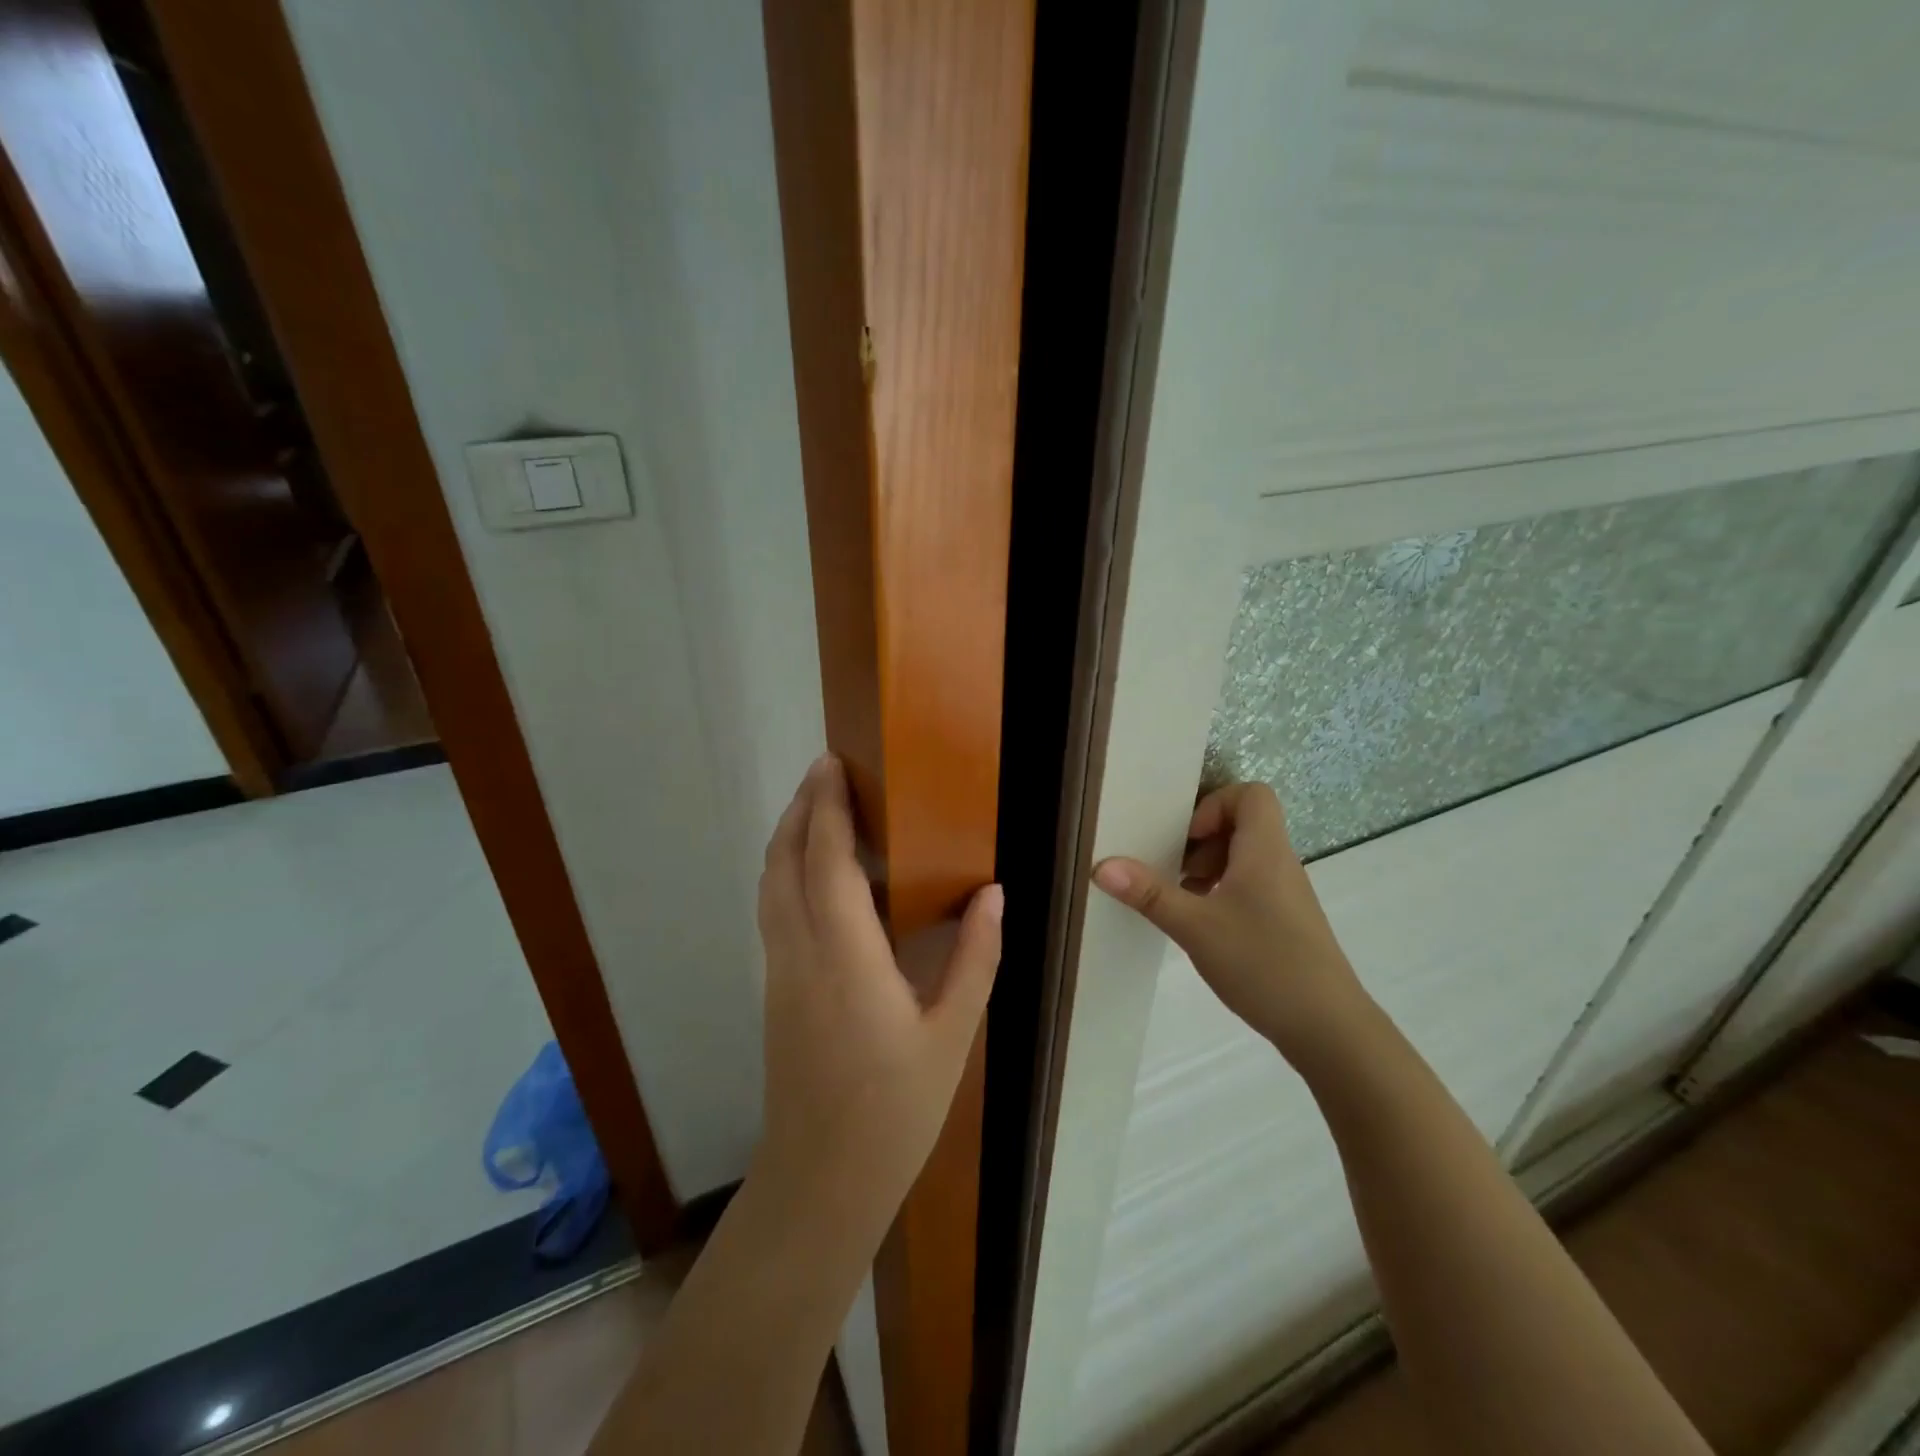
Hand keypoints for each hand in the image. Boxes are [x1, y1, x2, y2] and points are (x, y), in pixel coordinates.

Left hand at [753, 755, 1002, 1240]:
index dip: (826, 808)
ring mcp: (780, 974)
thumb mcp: (953, 1035)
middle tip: (825, 772)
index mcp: (846, 959)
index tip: (833, 766)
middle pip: (784, 863)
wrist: (821, 1182)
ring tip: (818, 808)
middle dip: (801, 809)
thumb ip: (975, 958)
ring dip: (788, 838)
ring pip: (770, 886)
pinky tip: (814, 873)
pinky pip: (774, 911)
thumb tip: (993, 893)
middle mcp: (800, 955)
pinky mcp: (776, 991)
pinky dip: (786, 871)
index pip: (826, 862)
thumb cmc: (896, 1111)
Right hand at [1092, 781, 1370, 1061]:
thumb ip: (1149, 893)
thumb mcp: (1195, 927)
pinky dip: (1222, 894)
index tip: (1186, 840)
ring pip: (1244, 858)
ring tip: (1182, 899)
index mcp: (1264, 850)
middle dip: (1201, 840)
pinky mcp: (1286, 923)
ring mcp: (1286, 895)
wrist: (1330, 1029)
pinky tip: (1203, 927)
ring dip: (1209, 869)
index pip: (1251, 795)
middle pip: (1243, 824)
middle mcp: (1280, 863)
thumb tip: (1101, 866)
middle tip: (1175, 870)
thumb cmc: (1263, 963)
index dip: (1213, 805)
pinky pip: (1250, 887)